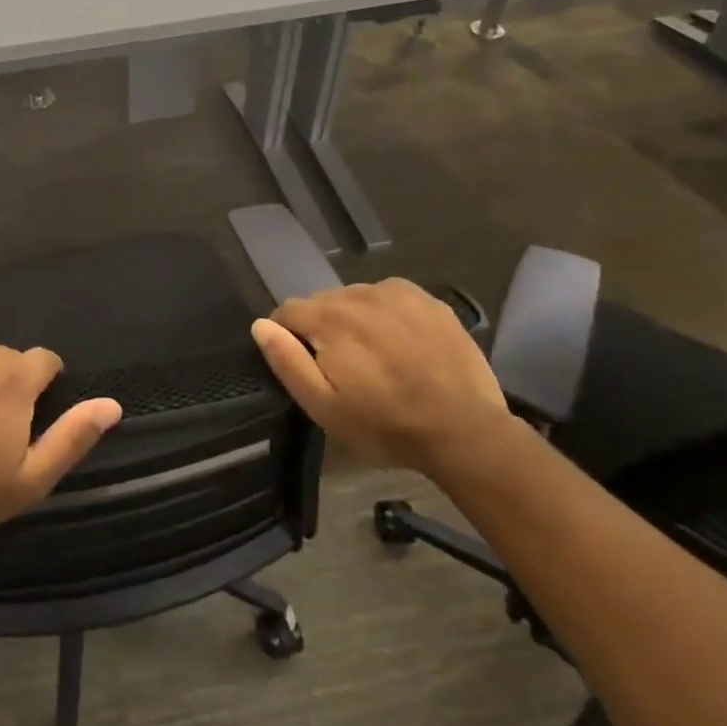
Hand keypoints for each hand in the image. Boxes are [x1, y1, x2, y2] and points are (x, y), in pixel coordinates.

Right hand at [251, 278, 511, 473]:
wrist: (466, 432)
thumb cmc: (386, 425)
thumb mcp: (323, 406)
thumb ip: (286, 361)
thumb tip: (260, 325)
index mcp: (328, 318)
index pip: (287, 311)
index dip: (289, 338)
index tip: (306, 365)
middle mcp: (358, 293)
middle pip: (322, 303)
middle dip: (323, 328)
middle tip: (344, 368)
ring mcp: (396, 293)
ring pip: (355, 298)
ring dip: (354, 319)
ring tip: (375, 357)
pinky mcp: (427, 300)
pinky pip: (389, 297)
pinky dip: (386, 314)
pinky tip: (401, 344)